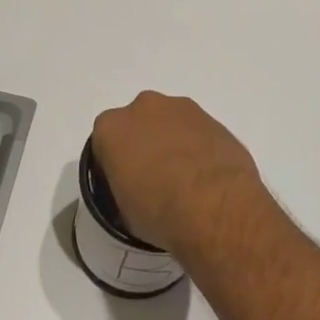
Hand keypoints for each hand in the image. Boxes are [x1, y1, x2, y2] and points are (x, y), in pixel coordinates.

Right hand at [90, 91, 263, 254]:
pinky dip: (197, 146)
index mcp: (111, 127)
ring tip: (186, 180)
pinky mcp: (211, 116)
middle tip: (155, 179)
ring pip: (169, 123)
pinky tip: (206, 175)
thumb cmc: (158, 210)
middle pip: (138, 125)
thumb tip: (136, 190)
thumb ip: (123, 187)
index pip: (104, 143)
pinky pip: (196, 130)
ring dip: (173, 143)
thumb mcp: (123, 212)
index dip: (114, 166)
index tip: (125, 186)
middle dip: (144, 145)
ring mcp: (180, 107)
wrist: (215, 203)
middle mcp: (142, 107)